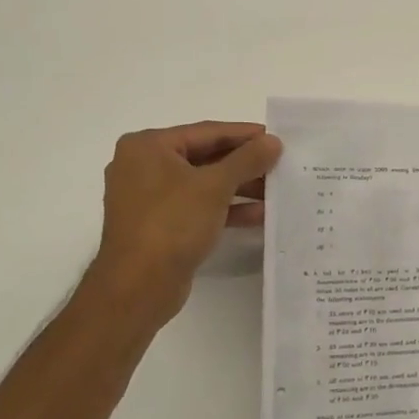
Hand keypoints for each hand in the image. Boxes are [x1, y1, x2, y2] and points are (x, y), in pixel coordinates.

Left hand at [88, 121, 283, 323]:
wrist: (138, 286)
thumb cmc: (172, 223)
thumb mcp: (215, 186)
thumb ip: (247, 160)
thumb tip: (273, 141)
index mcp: (148, 147)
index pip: (206, 132)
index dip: (244, 135)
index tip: (277, 137)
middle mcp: (143, 166)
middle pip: (205, 157)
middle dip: (244, 164)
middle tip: (280, 165)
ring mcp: (149, 198)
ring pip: (203, 184)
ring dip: (239, 188)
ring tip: (276, 191)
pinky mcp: (159, 225)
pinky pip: (197, 207)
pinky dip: (225, 209)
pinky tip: (259, 215)